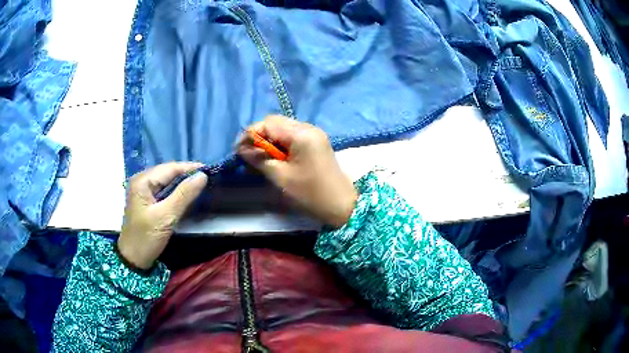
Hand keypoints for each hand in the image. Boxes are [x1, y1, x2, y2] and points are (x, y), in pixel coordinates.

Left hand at [118, 162, 207, 269]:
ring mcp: (143, 191)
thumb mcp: (166, 216)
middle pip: (168, 172)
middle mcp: (141, 181)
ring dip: (182, 183)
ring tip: (200, 185)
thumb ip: (184, 194)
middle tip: (207, 179)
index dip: (190, 168)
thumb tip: (202, 176)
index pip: (170, 168)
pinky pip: (164, 190)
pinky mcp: (146, 201)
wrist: (133, 259)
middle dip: (187, 174)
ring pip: (166, 181)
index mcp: (142, 181)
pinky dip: (176, 191)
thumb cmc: (147, 238)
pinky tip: (186, 195)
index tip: (210, 171)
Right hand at [237, 115, 357, 227]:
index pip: (268, 123)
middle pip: (276, 122)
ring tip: (261, 157)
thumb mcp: (281, 177)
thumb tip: (241, 149)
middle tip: (249, 154)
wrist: (342, 205)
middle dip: (260, 136)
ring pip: (284, 128)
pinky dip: (280, 144)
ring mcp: (314, 134)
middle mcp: (308, 127)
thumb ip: (260, 159)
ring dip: (269, 140)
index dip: (251, 134)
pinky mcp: (316, 142)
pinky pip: (292, 136)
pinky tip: (275, 157)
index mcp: (301, 134)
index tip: (239, 150)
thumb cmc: (310, 193)